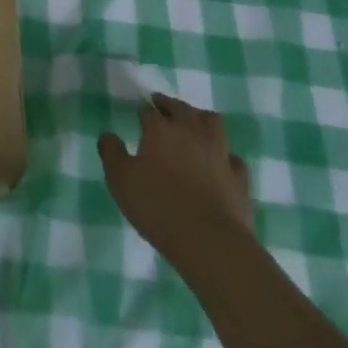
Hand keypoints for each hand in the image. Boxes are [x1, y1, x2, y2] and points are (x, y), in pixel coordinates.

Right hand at [99, 94, 253, 267]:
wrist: (209, 241)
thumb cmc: (157, 205)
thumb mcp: (120, 180)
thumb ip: (111, 153)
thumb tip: (108, 135)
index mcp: (161, 130)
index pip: (150, 111)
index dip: (143, 111)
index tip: (139, 114)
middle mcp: (192, 133)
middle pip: (183, 109)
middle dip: (171, 105)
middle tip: (163, 107)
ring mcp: (220, 154)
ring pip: (214, 124)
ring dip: (202, 120)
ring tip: (193, 126)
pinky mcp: (239, 178)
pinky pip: (233, 158)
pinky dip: (225, 156)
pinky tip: (219, 164)